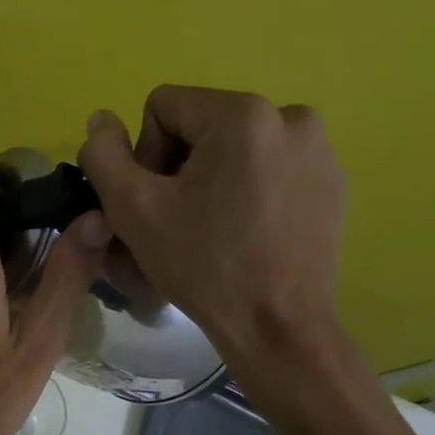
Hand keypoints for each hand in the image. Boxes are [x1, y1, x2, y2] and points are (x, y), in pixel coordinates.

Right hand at [79, 86, 346, 376]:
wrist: (279, 327)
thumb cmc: (202, 265)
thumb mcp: (132, 209)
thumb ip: (103, 155)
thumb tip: (101, 120)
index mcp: (243, 114)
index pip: (163, 108)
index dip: (145, 155)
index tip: (157, 203)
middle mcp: (290, 117)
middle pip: (201, 124)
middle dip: (179, 166)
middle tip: (180, 220)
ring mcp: (320, 150)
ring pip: (235, 146)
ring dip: (213, 178)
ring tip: (213, 228)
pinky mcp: (333, 181)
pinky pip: (270, 167)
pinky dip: (249, 190)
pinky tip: (247, 233)